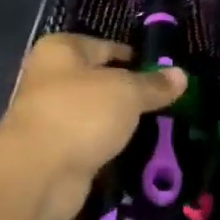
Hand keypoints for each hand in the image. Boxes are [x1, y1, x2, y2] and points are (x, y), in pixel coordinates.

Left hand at [0, 33, 186, 219]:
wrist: (38, 173)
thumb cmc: (80, 114)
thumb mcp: (126, 92)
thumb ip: (153, 85)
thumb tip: (180, 74)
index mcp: (61, 50)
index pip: (105, 46)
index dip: (134, 57)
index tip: (164, 71)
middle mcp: (50, 78)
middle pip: (99, 81)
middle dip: (129, 93)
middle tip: (168, 102)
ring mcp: (51, 117)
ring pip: (95, 114)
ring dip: (119, 123)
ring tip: (160, 128)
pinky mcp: (55, 152)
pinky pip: (90, 143)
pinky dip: (108, 147)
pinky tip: (136, 152)